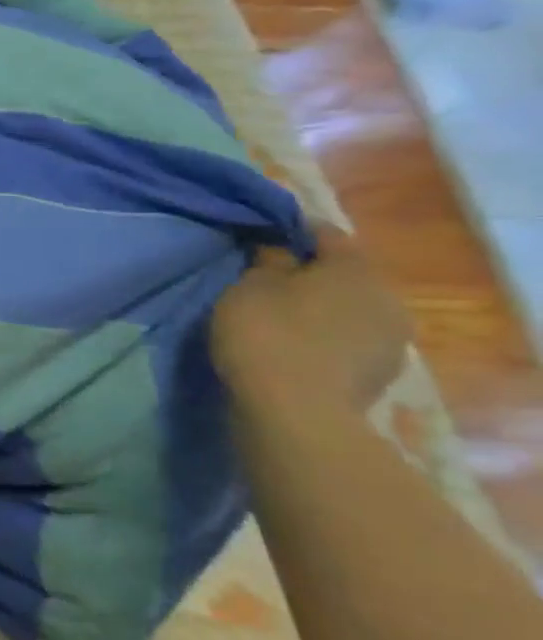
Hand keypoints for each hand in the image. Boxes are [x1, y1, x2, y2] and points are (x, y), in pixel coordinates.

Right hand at [211, 226, 409, 415]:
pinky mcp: (379, 372)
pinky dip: (323, 336)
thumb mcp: (249, 287)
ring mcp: (390, 340)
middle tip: (263, 276)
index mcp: (357, 269)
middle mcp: (387, 298)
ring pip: (349, 308)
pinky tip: (294, 344)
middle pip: (344, 273)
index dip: (289, 229)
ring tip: (277, 314)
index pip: (325, 232)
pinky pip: (348, 339)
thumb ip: (268, 261)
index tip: (257, 233)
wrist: (296, 411)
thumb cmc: (267, 334)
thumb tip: (278, 247)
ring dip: (318, 307)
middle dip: (308, 272)